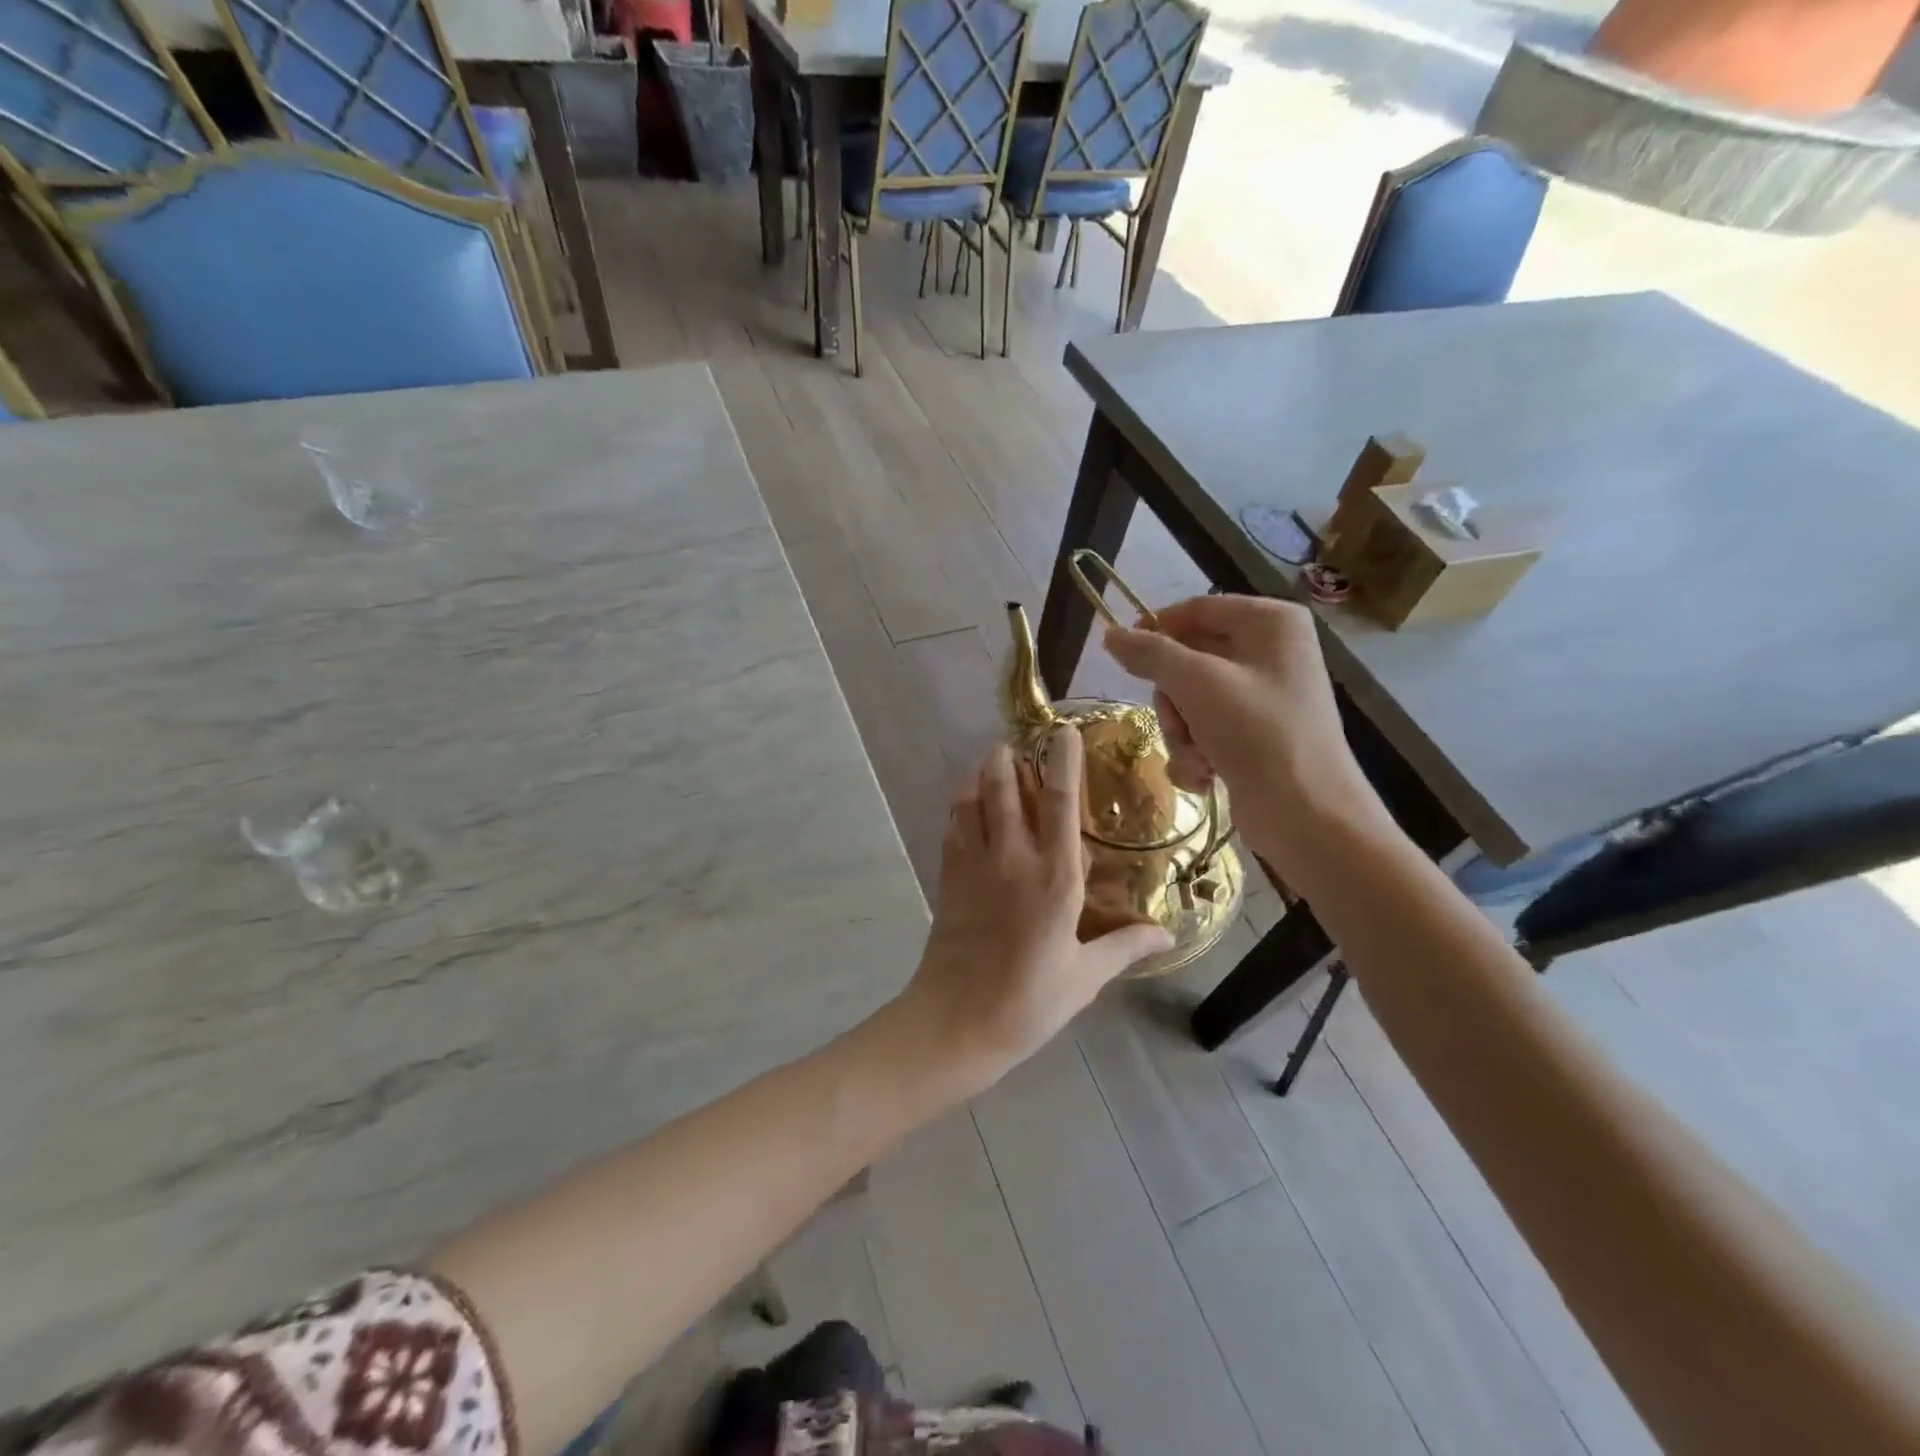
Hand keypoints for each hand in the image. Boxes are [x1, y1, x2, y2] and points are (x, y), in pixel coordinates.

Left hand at [901, 728, 1172, 1096]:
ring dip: (978, 777)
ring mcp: (974, 865)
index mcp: (1055, 876)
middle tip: (1013, 744)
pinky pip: (952, 829)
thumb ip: (1125, 947)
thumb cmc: (1030, 1000)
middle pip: (1004, 788)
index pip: (1062, 803)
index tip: (1062, 732)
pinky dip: (959, 809)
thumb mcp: (1085, 977)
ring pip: (970, 801)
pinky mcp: (948, 879)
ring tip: (989, 766)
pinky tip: (966, 810)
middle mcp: (1012, 858)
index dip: (1063, 762)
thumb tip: (1167, 934)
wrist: (956, 1021)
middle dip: (1006, 759)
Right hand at [1103, 595, 1388, 879]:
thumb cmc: (1257, 732)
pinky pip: (1206, 730)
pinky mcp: (1256, 736)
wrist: (1307, 814)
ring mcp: (1264, 697)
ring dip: (1181, 733)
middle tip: (1176, 723)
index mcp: (1270, 622)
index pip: (1195, 609)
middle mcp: (1271, 653)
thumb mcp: (1196, 683)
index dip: (1156, 630)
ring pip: (1191, 700)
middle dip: (1173, 700)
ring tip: (1196, 757)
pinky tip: (1206, 776)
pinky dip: (1197, 753)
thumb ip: (1150, 653)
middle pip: (1189, 660)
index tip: (1121, 656)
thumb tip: (1110, 635)